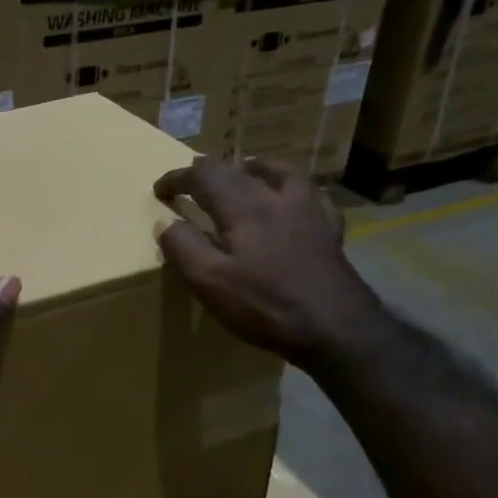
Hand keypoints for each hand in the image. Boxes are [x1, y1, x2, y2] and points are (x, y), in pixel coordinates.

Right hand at [154, 156, 382, 367]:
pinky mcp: (329, 229)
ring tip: (241, 176)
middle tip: (190, 182)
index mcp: (243, 206)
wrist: (337, 328)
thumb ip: (182, 246)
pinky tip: (290, 203)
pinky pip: (310, 195)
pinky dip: (291, 191)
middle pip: (238, 169)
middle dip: (208, 171)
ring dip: (252, 170)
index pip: (203, 175)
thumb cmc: (264, 305)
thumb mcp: (208, 282)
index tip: (160, 190)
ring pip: (278, 172)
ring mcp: (309, 210)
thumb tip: (165, 221)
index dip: (177, 178)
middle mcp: (276, 196)